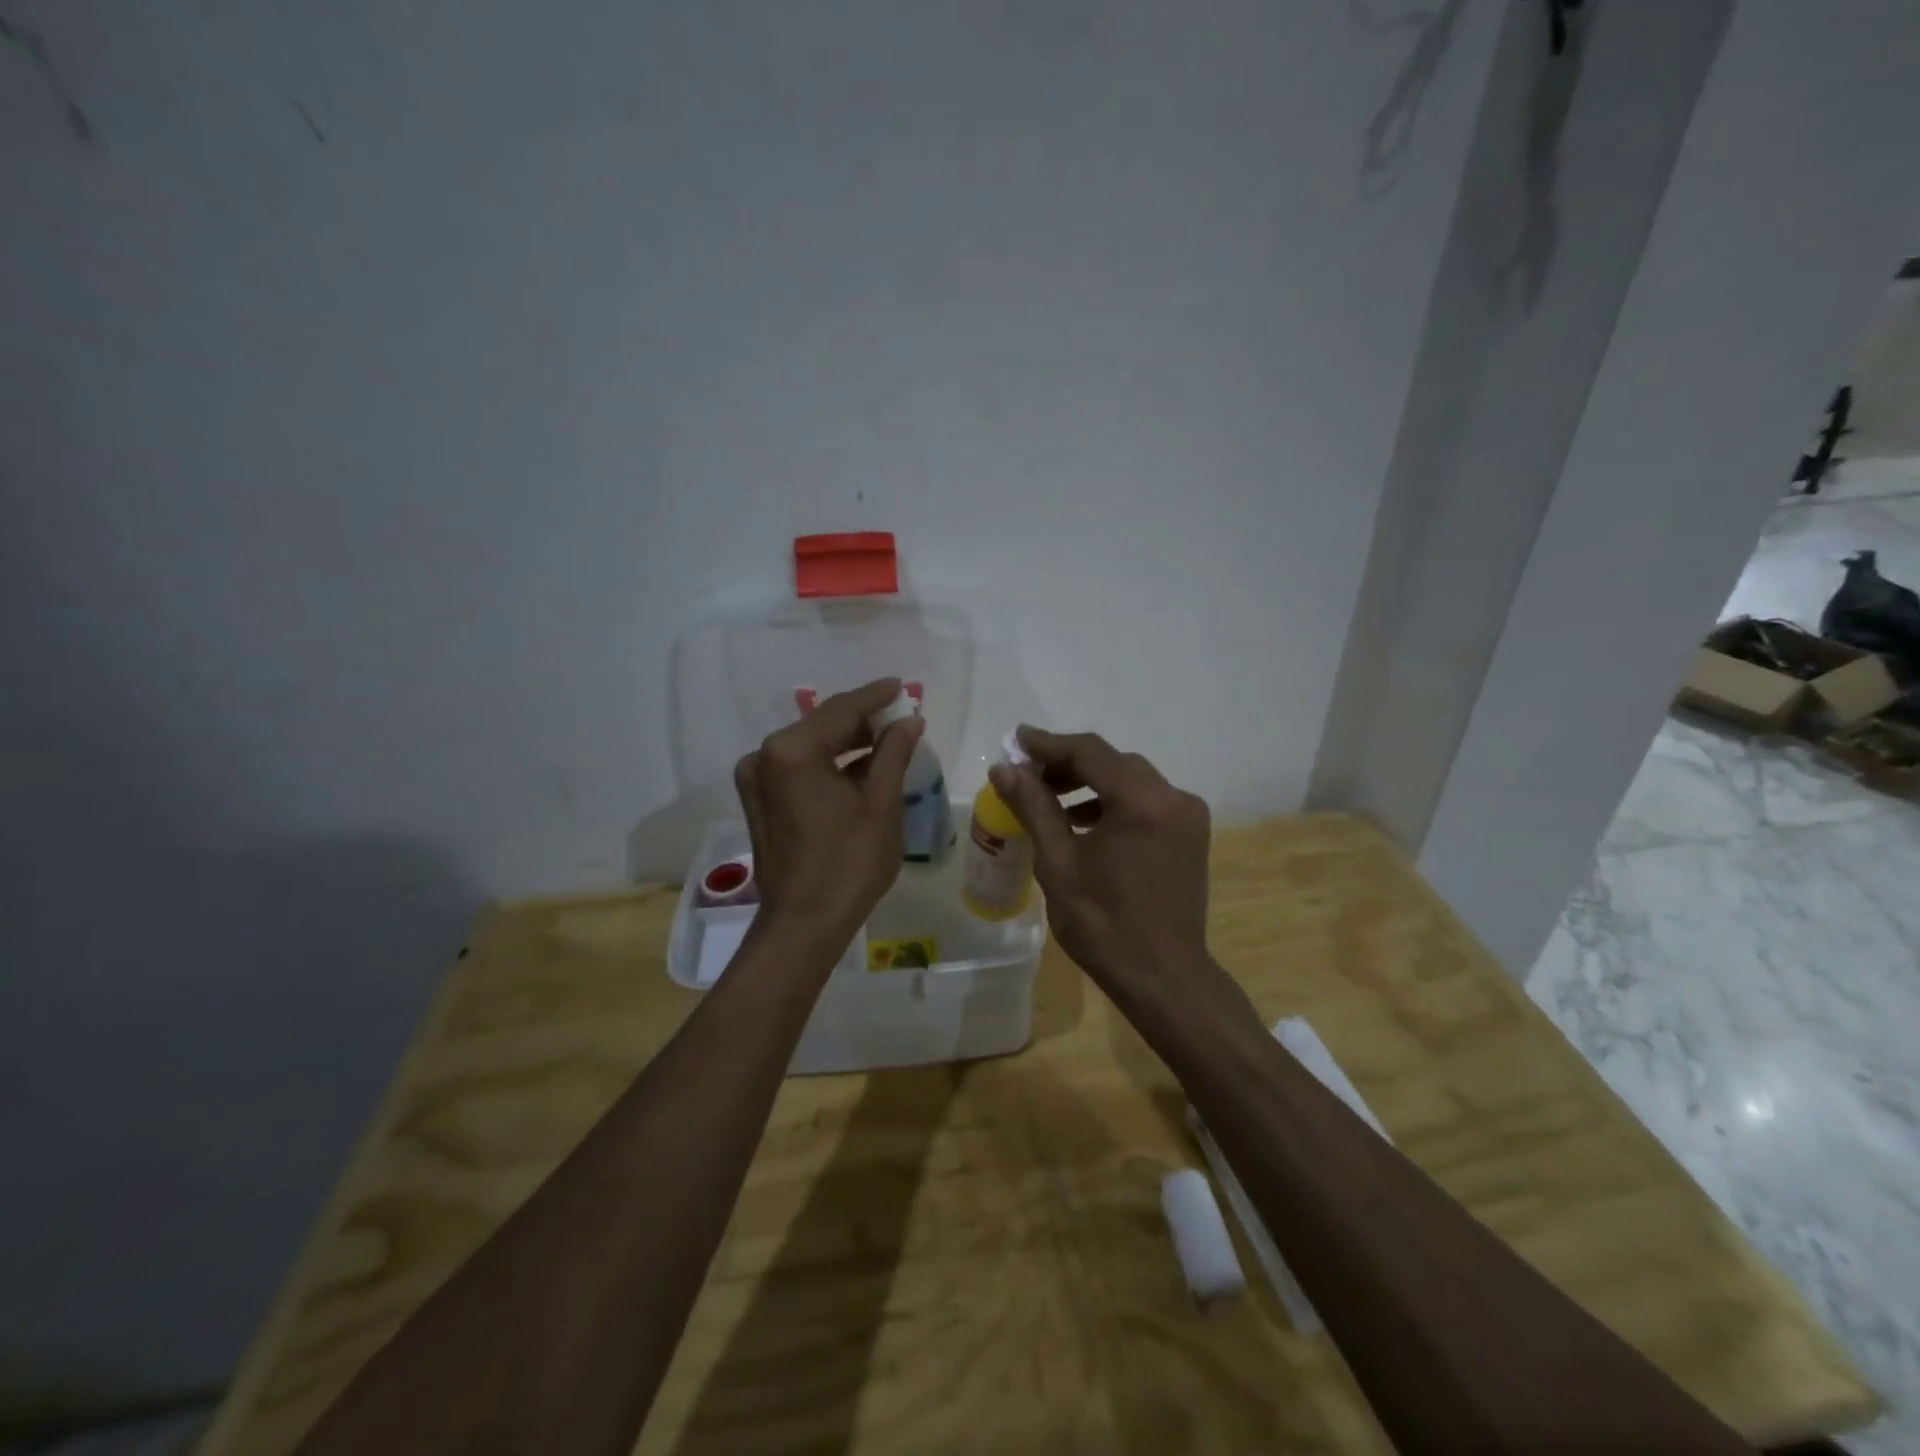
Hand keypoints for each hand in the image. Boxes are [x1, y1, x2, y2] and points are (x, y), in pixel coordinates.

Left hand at [734, 677, 922, 946]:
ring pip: (811, 747)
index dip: (875, 696)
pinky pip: (799, 768)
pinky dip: (829, 764)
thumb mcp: (881, 803)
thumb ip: (894, 752)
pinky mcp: (759, 800)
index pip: (841, 709)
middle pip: (822, 725)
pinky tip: (861, 767)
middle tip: (901, 717)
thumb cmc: (849, 862)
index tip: (902, 685)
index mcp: (792, 750)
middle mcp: (765, 756)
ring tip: (888, 742)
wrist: (804, 923)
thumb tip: (909, 720)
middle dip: (862, 721)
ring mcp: (756, 779)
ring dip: (847, 744)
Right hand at [988, 728, 1211, 993]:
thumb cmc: (1103, 923)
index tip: (1016, 739)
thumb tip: (1003, 768)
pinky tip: (1083, 820)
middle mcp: (1173, 798)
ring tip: (1049, 795)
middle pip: (1114, 762)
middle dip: (1068, 762)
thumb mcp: (1058, 862)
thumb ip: (1034, 807)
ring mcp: (1187, 816)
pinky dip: (1113, 802)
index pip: (1090, 753)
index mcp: (1143, 801)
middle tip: (1027, 771)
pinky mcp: (1190, 835)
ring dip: (1090, 782)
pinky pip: (1146, 802)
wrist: (1163, 977)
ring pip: (1131, 780)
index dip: (1049, 743)